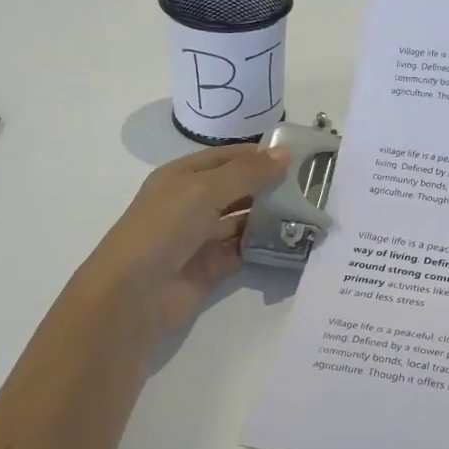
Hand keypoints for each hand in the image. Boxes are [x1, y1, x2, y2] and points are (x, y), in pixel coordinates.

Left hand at [77, 144, 290, 336]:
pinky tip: (293, 241)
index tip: (302, 155)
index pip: (229, 157)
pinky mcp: (212, 267)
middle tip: (315, 186)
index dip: (261, 154)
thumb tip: (286, 154)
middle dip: (272, 186)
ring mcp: (202, 236)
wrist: (133, 294)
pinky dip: (266, 246)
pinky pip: (244, 250)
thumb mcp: (204, 190)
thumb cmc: (164, 228)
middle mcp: (192, 203)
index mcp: (183, 176)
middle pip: (239, 188)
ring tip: (311, 212)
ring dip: (272, 216)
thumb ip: (247, 173)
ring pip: (244, 220)